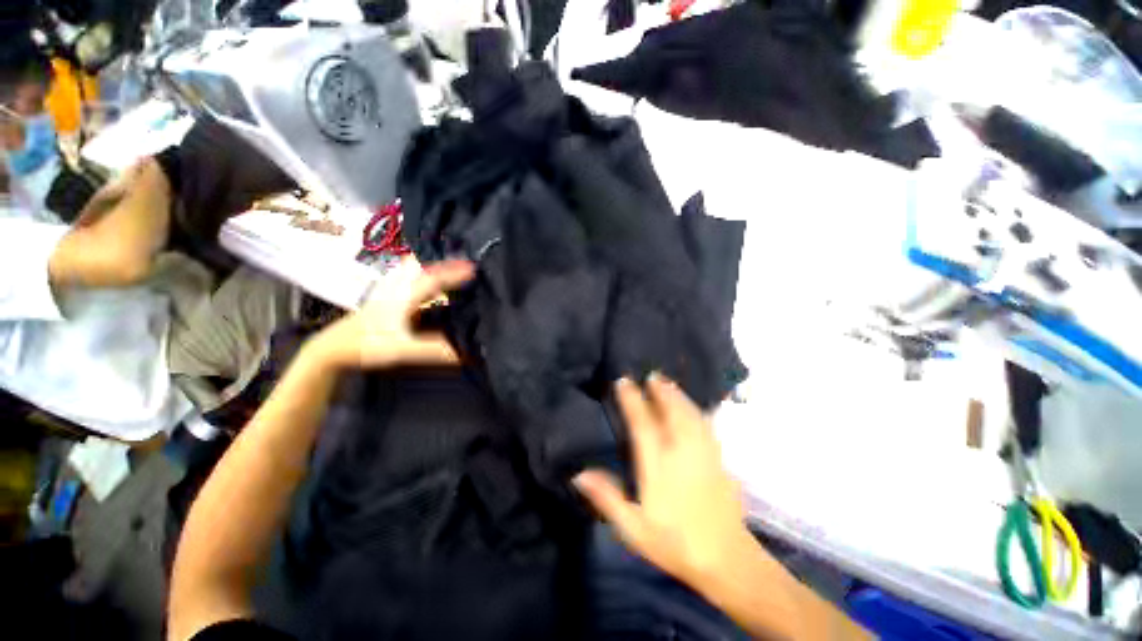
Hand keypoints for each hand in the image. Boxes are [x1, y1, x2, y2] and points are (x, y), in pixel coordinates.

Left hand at [310, 258, 474, 369]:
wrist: (332, 348)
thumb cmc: (366, 346)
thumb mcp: (402, 350)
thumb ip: (434, 350)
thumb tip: (467, 353)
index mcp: (404, 295)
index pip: (434, 278)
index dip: (455, 273)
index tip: (475, 269)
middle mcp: (398, 287)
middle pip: (423, 267)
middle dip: (444, 263)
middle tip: (466, 264)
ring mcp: (391, 291)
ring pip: (415, 271)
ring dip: (434, 268)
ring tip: (452, 270)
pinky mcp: (387, 298)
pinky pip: (410, 280)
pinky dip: (424, 277)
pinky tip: (431, 287)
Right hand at [574, 376, 754, 585]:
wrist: (726, 560)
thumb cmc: (674, 543)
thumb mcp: (633, 528)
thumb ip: (607, 498)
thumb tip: (579, 473)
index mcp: (658, 466)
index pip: (643, 424)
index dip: (632, 400)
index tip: (624, 382)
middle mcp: (681, 452)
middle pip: (670, 412)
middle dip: (659, 391)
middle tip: (650, 374)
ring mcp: (703, 453)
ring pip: (689, 414)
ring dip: (677, 395)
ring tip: (667, 382)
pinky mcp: (718, 459)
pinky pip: (704, 425)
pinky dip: (695, 410)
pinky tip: (691, 406)